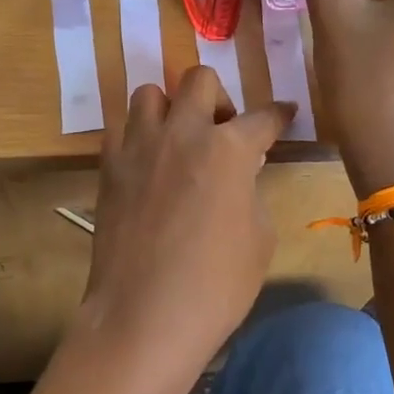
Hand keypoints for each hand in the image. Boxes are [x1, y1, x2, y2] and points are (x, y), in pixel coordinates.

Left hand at [74, 69, 292, 380]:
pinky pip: (120, 128)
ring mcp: (139, 146)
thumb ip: (250, 190)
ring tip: (177, 139)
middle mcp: (182, 132)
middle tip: (222, 129)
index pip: (262, 117)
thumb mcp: (259, 237)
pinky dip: (137, 135)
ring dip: (170, 108)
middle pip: (199, 79)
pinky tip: (147, 162)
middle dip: (218, 96)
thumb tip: (239, 174)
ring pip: (150, 93)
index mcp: (228, 148)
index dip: (278, 114)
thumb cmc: (216, 285)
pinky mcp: (108, 166)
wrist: (144, 314)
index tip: (285, 112)